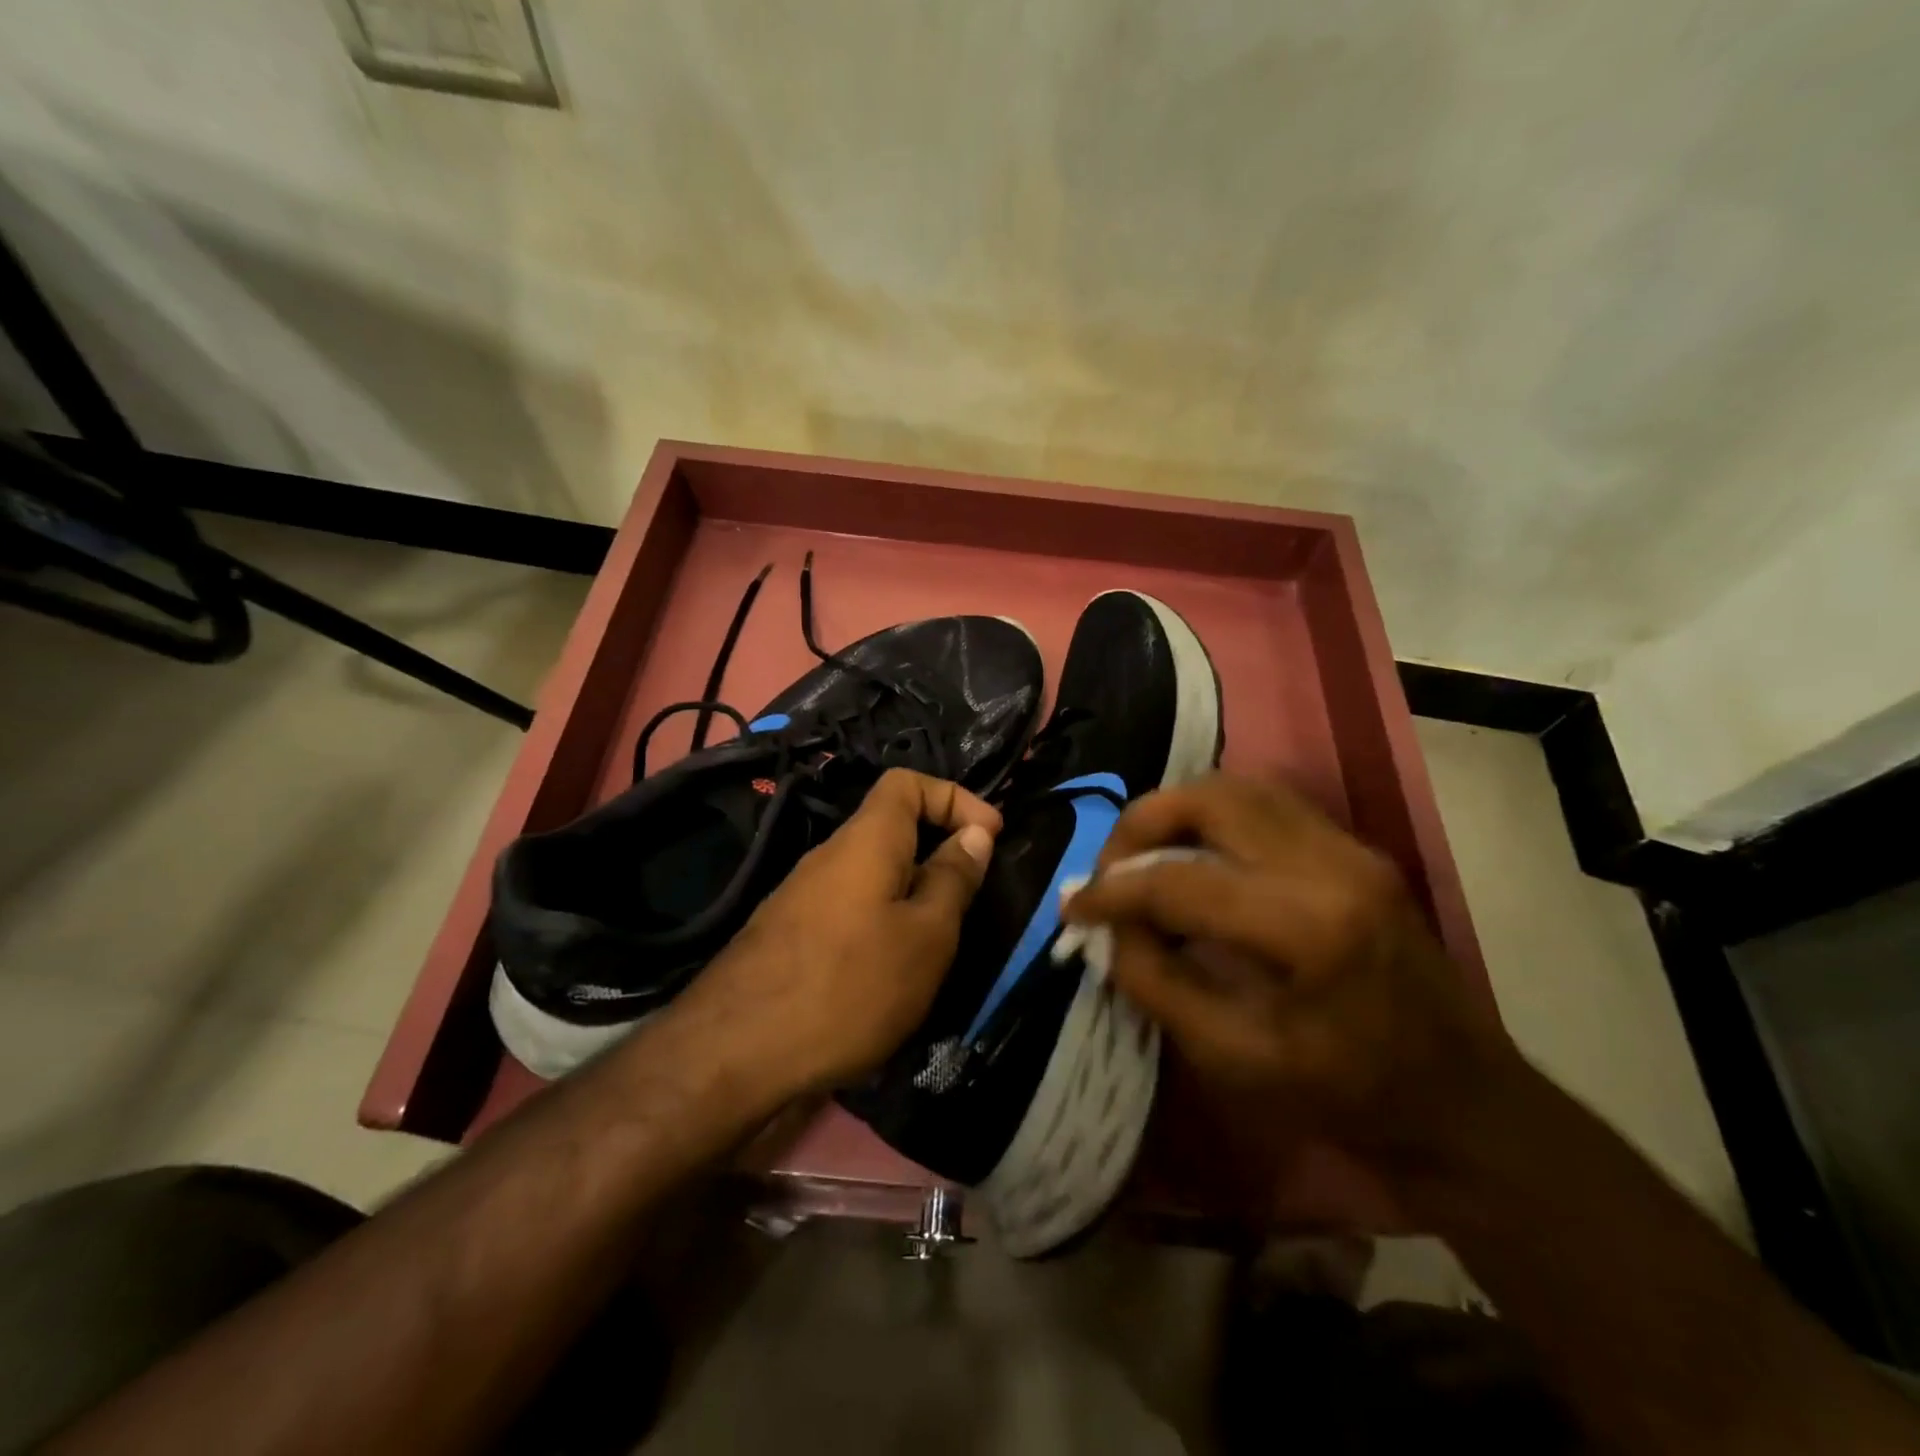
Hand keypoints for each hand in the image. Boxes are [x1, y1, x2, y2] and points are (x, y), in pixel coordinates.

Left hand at [667, 769, 1000, 1099]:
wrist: (735, 1053)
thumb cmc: (849, 986)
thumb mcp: (925, 936)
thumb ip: (953, 879)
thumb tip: (974, 834)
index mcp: (866, 840)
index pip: (907, 783)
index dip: (955, 797)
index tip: (990, 836)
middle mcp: (829, 856)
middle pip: (891, 829)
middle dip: (938, 853)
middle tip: (968, 902)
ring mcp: (802, 896)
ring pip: (872, 875)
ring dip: (911, 896)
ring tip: (934, 948)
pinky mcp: (789, 934)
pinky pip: (849, 909)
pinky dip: (880, 924)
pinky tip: (887, 976)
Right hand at [1061, 774, 1517, 1173]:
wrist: (1464, 1103)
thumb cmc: (1349, 1098)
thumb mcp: (1234, 1060)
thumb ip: (1156, 984)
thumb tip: (1109, 930)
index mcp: (1307, 927)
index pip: (1179, 881)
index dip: (1112, 892)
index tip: (1074, 908)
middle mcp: (1331, 863)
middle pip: (1208, 799)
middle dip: (1140, 825)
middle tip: (1111, 870)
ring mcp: (1350, 846)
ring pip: (1236, 786)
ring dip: (1175, 811)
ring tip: (1144, 857)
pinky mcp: (1355, 847)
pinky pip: (1265, 802)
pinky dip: (1213, 816)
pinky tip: (1194, 855)